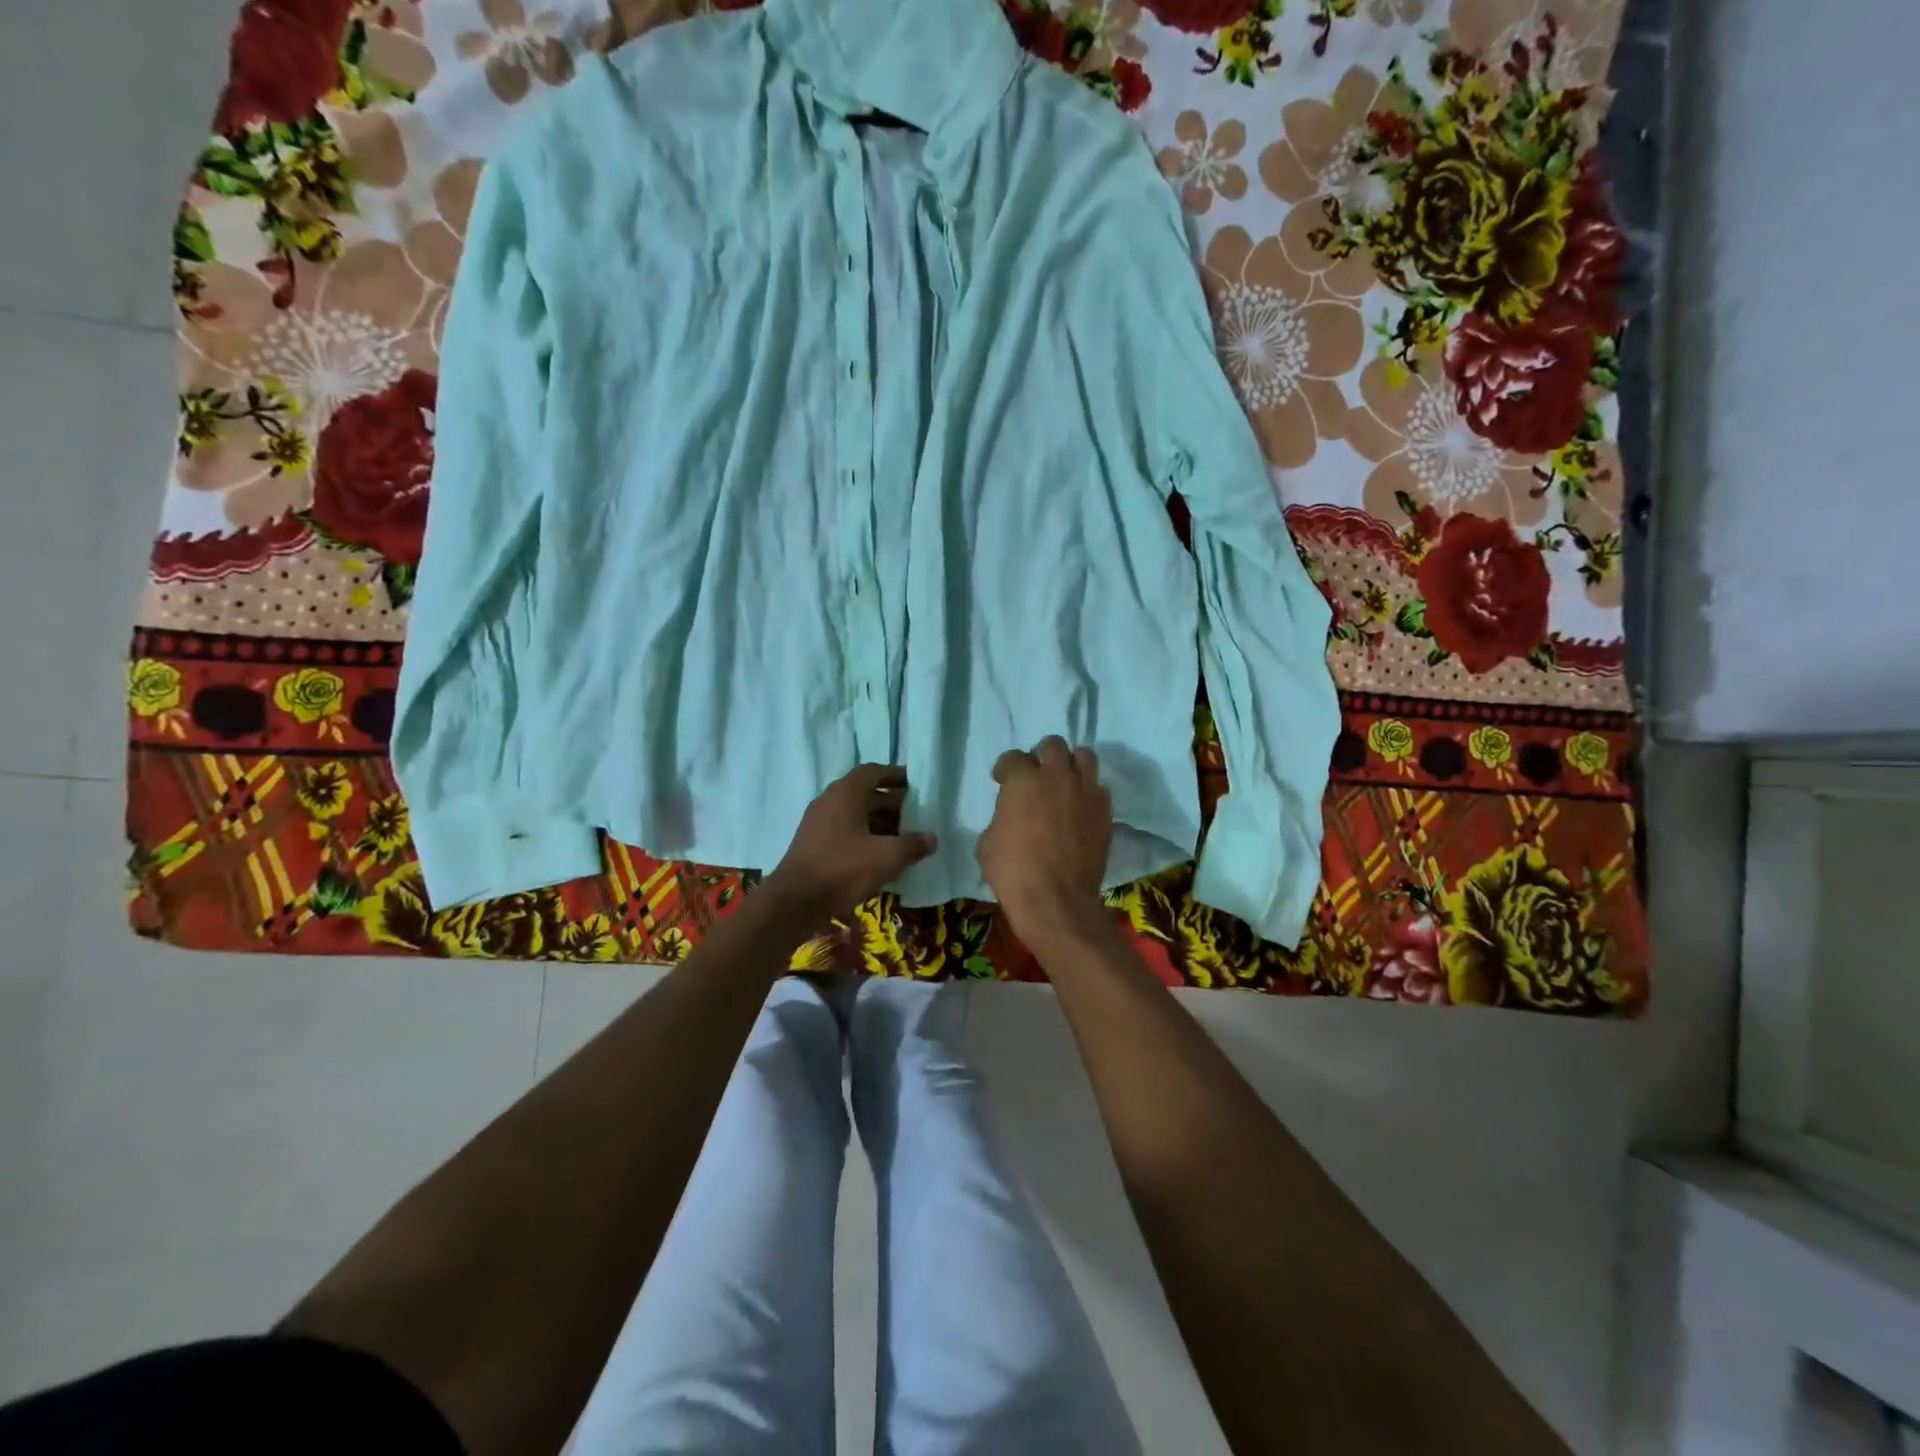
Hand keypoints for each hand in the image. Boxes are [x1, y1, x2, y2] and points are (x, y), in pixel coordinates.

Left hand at [764, 765, 936, 925]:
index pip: (873, 772)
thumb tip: (932, 838)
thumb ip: (912, 844)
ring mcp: (818, 823)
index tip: (915, 784)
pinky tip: (880, 858)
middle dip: (892, 803)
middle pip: (865, 793)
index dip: (895, 775)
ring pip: (855, 814)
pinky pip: (844, 831)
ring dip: (879, 823)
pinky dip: (865, 837)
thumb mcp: (886, 857)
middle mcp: (829, 801)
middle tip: (916, 815)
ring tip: (903, 838)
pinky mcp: (813, 844)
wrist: (794, 902)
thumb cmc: (843, 869)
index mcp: (846, 794)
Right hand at [977, 736, 1112, 947]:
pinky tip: (1080, 807)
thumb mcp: (987, 843)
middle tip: (1036, 775)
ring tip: (1064, 781)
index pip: (1012, 757)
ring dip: (1071, 764)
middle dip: (1041, 755)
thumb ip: (1000, 817)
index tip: (1002, 781)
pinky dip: (1088, 792)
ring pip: (1084, 756)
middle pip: (1052, 745)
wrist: (1056, 900)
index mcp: (1023, 780)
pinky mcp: (1105, 811)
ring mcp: (1086, 791)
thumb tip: (1010, 817)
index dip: (1005, 769)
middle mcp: (1057, 776)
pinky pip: (1099, 788)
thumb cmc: (1013, 871)